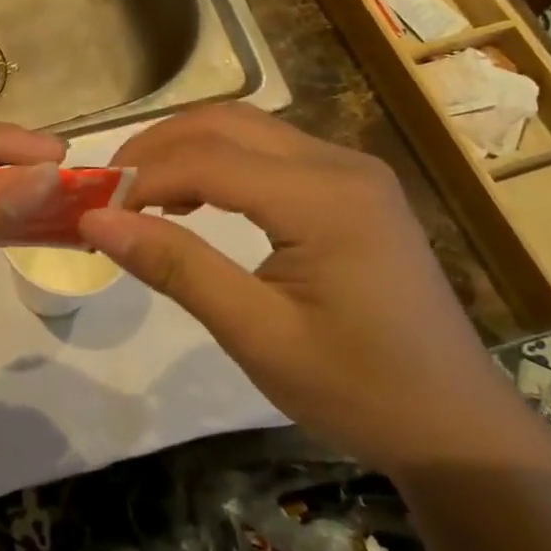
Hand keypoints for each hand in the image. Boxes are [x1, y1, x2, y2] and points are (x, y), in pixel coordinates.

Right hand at [78, 104, 535, 473]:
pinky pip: (270, 151)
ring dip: (186, 148)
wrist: (457, 428)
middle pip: (226, 123)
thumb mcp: (257, 335)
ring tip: (140, 191)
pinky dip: (219, 161)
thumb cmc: (358, 390)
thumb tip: (98, 220)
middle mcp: (340, 164)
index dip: (143, 175)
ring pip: (247, 128)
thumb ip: (177, 267)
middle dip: (158, 147)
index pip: (209, 159)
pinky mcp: (352, 187)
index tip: (92, 206)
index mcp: (324, 198)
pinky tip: (194, 197)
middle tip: (109, 188)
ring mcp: (351, 171)